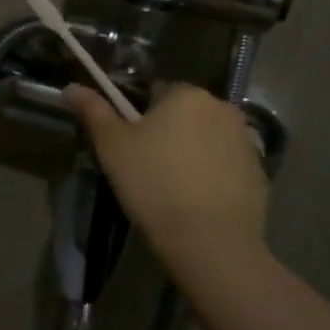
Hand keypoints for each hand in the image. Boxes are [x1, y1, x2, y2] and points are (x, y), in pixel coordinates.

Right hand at [63, 82, 268, 263]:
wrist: (209, 242)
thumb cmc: (152, 183)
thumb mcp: (111, 146)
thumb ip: (92, 111)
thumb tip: (70, 87)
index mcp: (187, 93)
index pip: (155, 93)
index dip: (137, 119)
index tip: (129, 147)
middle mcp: (223, 108)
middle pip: (183, 115)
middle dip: (167, 134)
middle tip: (145, 168)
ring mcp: (247, 142)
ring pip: (205, 140)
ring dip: (190, 154)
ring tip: (171, 189)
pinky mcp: (260, 174)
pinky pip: (226, 166)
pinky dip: (211, 177)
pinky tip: (196, 203)